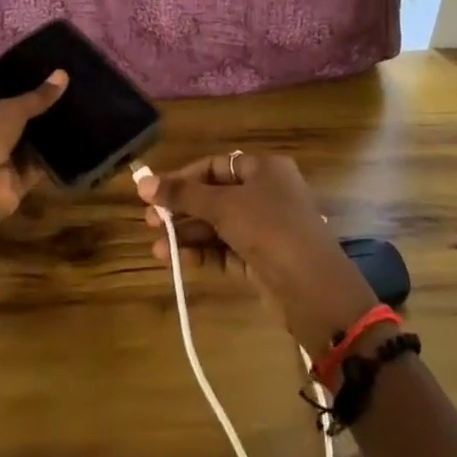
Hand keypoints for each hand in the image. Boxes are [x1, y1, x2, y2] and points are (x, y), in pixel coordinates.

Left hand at [0, 71, 67, 220]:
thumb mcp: (11, 111)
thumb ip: (38, 97)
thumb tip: (63, 73)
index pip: (4, 106)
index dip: (26, 97)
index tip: (51, 87)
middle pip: (20, 127)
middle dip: (42, 117)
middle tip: (71, 101)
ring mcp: (3, 165)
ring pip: (30, 148)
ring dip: (49, 138)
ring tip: (79, 119)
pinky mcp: (18, 184)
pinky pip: (40, 168)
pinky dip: (54, 160)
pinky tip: (75, 146)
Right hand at [136, 152, 378, 353]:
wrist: (313, 289)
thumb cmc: (270, 229)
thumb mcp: (223, 206)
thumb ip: (183, 195)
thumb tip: (142, 182)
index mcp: (265, 169)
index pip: (217, 166)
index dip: (184, 178)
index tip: (154, 192)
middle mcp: (266, 194)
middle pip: (215, 196)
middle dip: (182, 209)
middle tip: (150, 221)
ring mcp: (265, 229)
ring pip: (219, 226)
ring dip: (188, 234)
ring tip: (157, 247)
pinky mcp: (262, 261)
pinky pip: (226, 250)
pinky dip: (203, 253)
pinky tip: (176, 260)